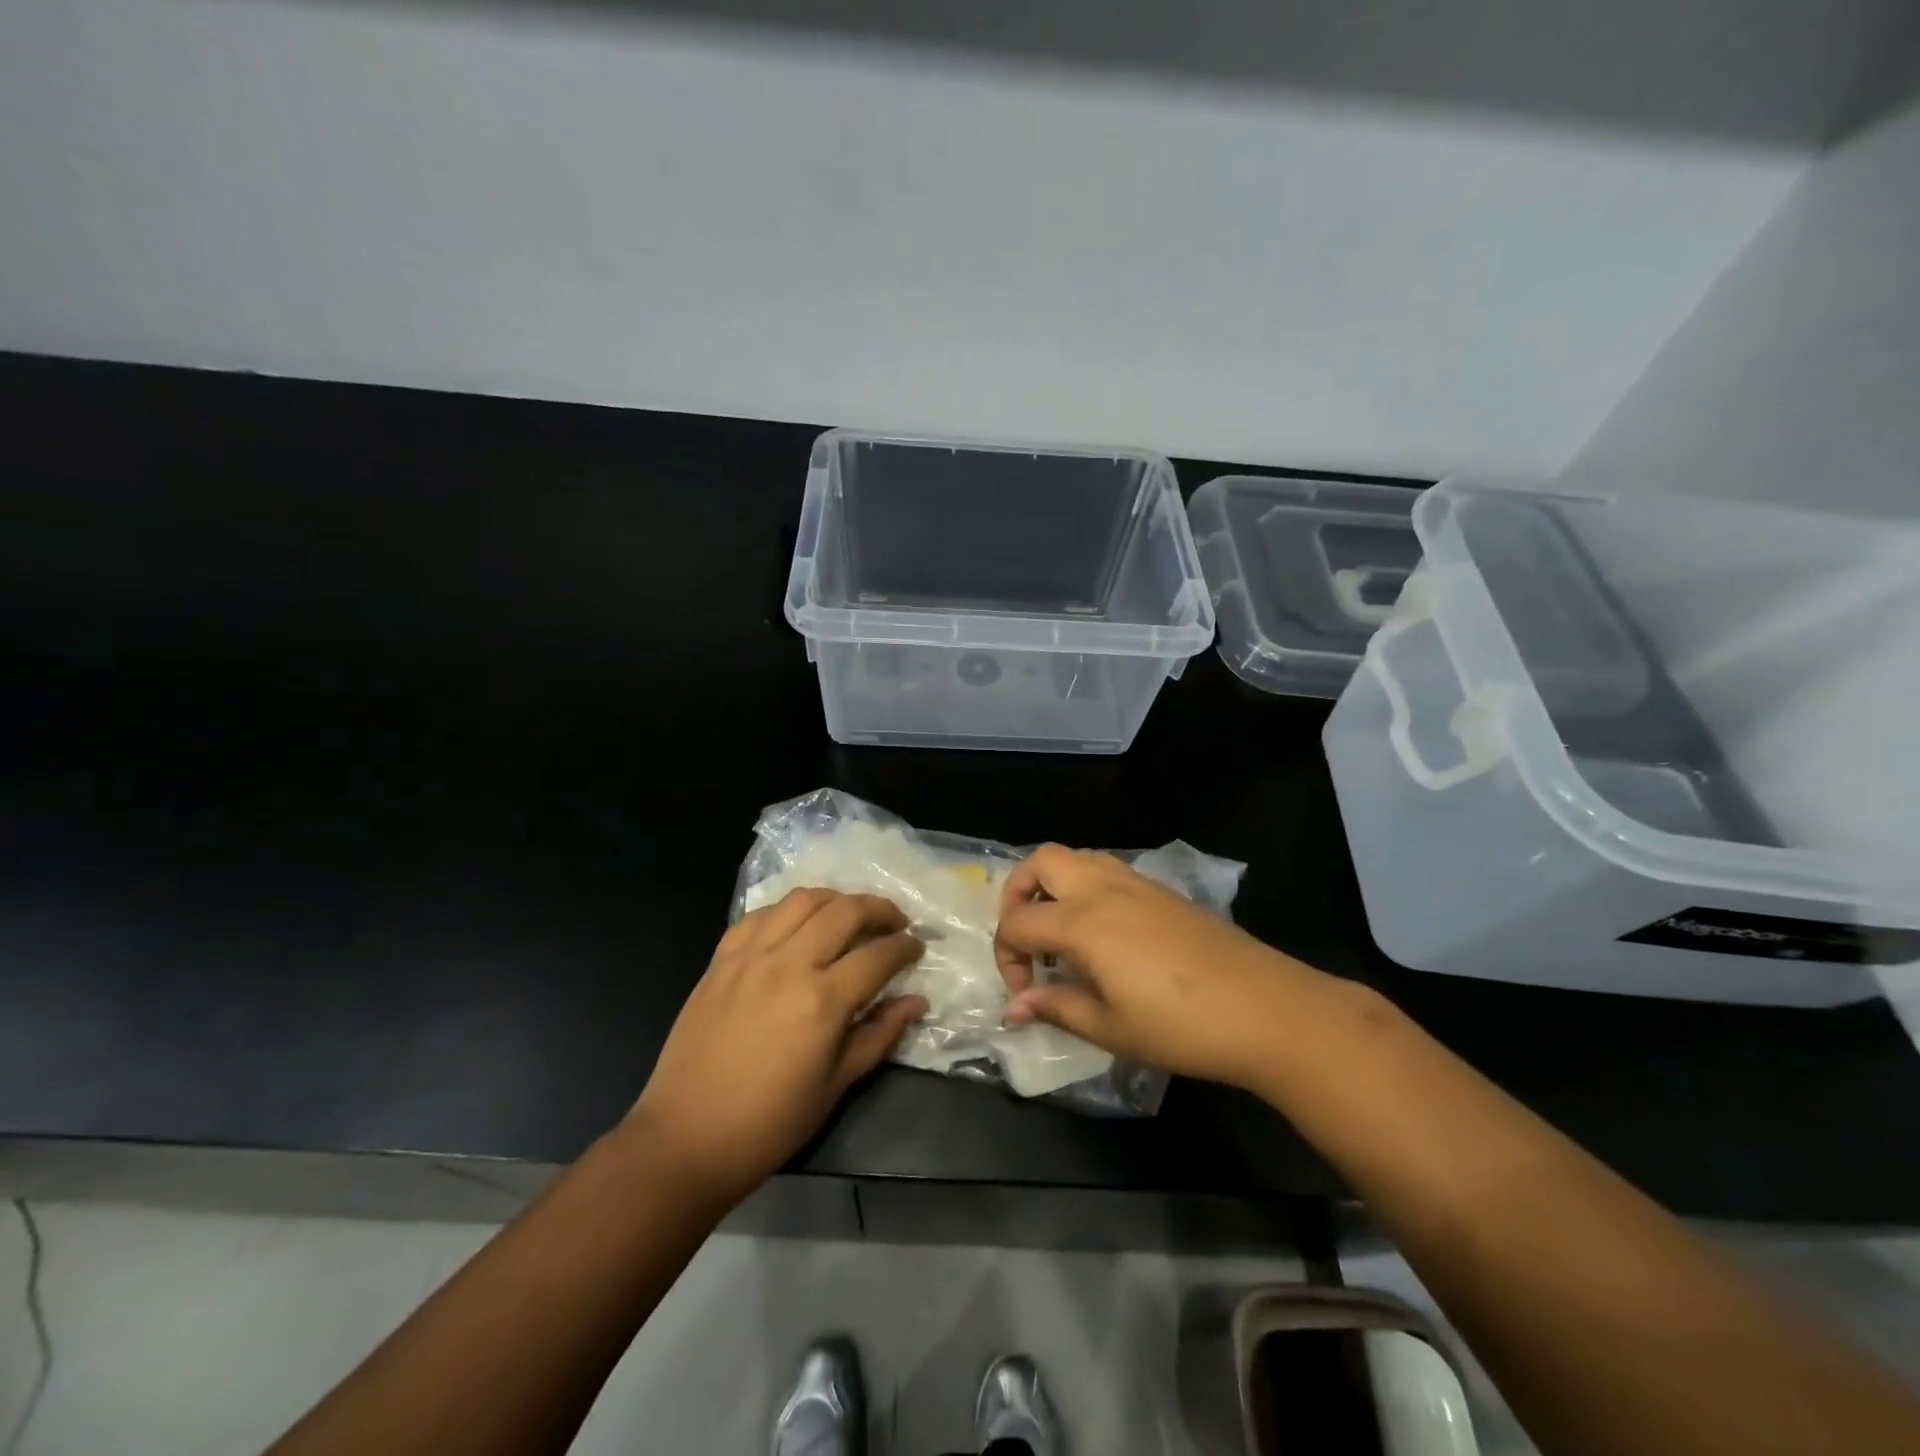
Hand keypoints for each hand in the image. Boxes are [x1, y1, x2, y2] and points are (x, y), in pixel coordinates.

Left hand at [627, 888, 926, 1206]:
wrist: (686, 1137)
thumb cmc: (770, 1123)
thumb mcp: (836, 1085)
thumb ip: (880, 1034)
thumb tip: (916, 1002)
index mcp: (823, 1001)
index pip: (878, 955)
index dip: (905, 947)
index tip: (918, 947)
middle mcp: (789, 964)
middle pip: (845, 910)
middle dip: (880, 909)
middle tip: (895, 922)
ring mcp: (750, 956)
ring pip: (802, 900)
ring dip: (836, 899)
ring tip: (849, 914)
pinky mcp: (721, 958)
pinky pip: (760, 914)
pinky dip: (787, 911)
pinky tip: (797, 926)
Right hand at [995, 845, 1330, 1092]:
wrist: (1265, 1008)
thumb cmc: (1180, 1026)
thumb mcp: (1110, 1027)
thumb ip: (1056, 1007)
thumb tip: (1014, 1007)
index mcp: (1082, 921)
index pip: (1018, 922)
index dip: (1007, 957)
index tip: (1024, 994)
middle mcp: (1102, 888)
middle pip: (1040, 861)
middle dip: (1017, 894)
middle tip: (1026, 939)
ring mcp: (1135, 883)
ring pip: (1076, 858)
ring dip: (1052, 885)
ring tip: (1060, 933)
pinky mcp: (1162, 890)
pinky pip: (1106, 869)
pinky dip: (1085, 888)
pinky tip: (1102, 934)